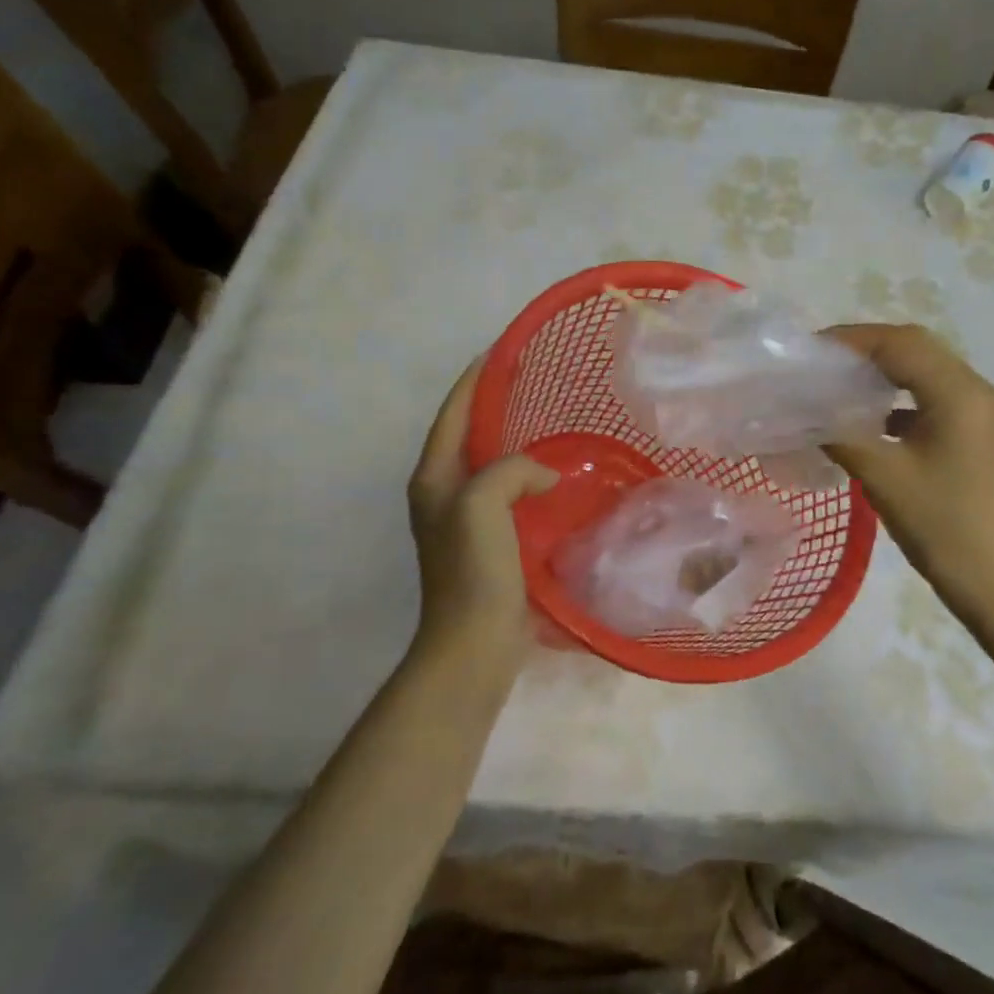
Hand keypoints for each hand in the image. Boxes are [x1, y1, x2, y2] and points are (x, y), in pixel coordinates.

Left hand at [406, 358, 558, 667]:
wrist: (475, 641)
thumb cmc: (472, 569)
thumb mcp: (481, 504)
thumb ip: (510, 470)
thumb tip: (544, 475)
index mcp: (434, 478)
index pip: (452, 416)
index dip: (473, 382)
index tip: (499, 352)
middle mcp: (445, 494)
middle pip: (470, 437)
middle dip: (495, 407)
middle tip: (533, 384)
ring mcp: (468, 520)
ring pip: (493, 466)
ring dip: (515, 443)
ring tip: (550, 423)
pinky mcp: (492, 542)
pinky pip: (512, 495)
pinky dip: (530, 478)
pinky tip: (558, 476)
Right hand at [824, 324, 993, 627]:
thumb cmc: (942, 527)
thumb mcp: (883, 477)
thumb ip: (840, 434)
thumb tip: (803, 412)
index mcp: (961, 395)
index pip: (902, 345)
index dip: (853, 339)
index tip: (811, 350)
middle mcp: (979, 391)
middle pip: (918, 349)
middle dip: (867, 349)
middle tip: (822, 361)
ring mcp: (984, 412)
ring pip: (927, 371)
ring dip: (885, 370)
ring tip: (840, 381)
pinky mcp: (980, 433)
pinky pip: (936, 397)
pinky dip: (901, 397)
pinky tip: (870, 416)